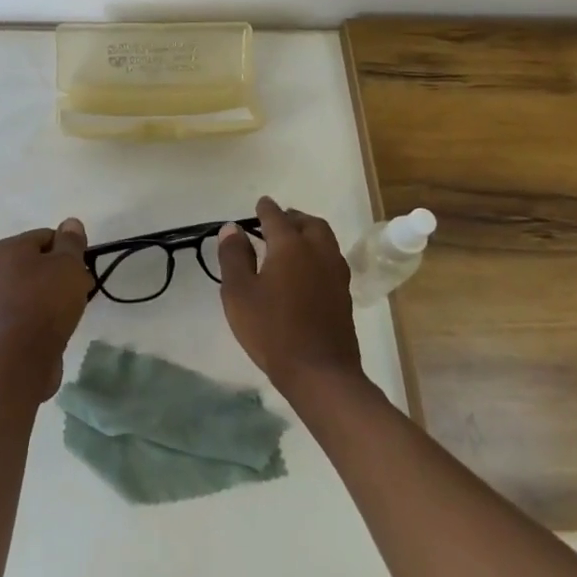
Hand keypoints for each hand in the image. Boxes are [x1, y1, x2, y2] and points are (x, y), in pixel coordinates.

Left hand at [0, 219, 93, 397]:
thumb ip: (71, 241)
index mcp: (7, 249)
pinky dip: (42, 314)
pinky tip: (57, 326)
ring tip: (72, 310)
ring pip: (32, 288)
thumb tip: (70, 222)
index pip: (46, 236)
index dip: (69, 249)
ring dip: (53, 294)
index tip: (83, 268)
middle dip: (62, 273)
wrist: (23, 355)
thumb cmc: (47, 300)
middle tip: (82, 289)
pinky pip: (27, 311)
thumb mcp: (68, 264)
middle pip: (38, 262)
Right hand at [216, 197, 364, 392]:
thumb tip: (232, 228)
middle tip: (277, 221)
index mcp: (290, 246)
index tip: (259, 204)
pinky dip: (317, 253)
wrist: (320, 372)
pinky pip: (331, 259)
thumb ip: (234, 256)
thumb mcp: (239, 293)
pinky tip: (307, 269)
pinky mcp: (344, 294)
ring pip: (325, 239)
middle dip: (293, 217)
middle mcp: (317, 251)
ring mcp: (336, 273)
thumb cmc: (272, 330)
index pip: (276, 217)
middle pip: (309, 223)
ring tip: (293, 242)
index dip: (265, 209)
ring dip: (309, 233)